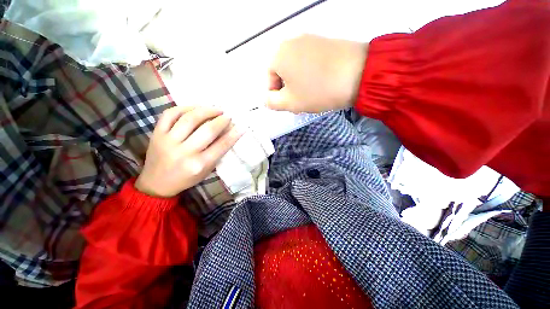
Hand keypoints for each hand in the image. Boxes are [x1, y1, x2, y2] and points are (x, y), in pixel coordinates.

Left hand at [135, 106, 242, 197]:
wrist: (157, 183)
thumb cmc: (187, 178)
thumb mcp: (206, 170)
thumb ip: (217, 153)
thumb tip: (228, 134)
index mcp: (199, 164)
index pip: (221, 146)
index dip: (233, 134)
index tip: (241, 126)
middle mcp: (184, 152)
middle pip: (207, 130)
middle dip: (221, 120)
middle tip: (228, 116)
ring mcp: (168, 141)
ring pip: (189, 118)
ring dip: (206, 110)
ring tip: (216, 109)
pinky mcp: (157, 134)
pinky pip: (170, 114)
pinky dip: (185, 108)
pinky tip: (196, 108)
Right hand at [267, 34, 367, 113]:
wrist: (359, 73)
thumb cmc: (318, 91)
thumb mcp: (290, 103)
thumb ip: (272, 103)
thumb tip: (267, 99)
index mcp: (278, 55)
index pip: (269, 79)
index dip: (277, 95)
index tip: (289, 104)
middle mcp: (291, 41)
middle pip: (282, 72)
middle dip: (288, 89)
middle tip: (300, 101)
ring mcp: (309, 39)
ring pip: (295, 67)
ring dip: (299, 83)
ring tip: (312, 94)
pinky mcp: (324, 41)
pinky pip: (309, 61)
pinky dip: (310, 73)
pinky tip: (321, 83)